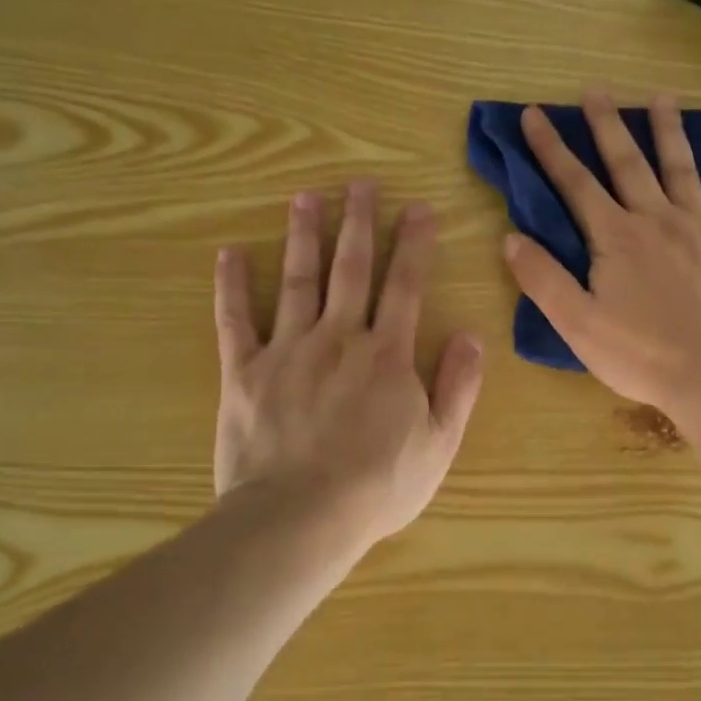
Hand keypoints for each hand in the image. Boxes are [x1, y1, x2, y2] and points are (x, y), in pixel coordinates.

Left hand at [215, 182, 484, 551]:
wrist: (300, 518)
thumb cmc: (378, 486)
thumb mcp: (439, 443)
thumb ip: (458, 386)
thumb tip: (470, 334)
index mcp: (387, 355)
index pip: (405, 286)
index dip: (414, 244)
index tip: (418, 207)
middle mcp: (339, 338)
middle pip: (351, 269)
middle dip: (359, 223)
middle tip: (360, 183)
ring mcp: (287, 351)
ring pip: (298, 280)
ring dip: (304, 235)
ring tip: (306, 197)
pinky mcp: (244, 372)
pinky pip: (235, 320)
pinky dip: (232, 285)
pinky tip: (230, 252)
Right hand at [503, 92, 700, 415]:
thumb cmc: (640, 353)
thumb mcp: (576, 322)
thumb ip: (542, 278)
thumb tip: (511, 238)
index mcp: (616, 237)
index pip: (575, 183)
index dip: (551, 148)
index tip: (534, 114)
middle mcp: (658, 219)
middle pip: (628, 163)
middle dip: (608, 125)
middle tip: (596, 89)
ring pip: (683, 170)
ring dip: (669, 133)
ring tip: (661, 98)